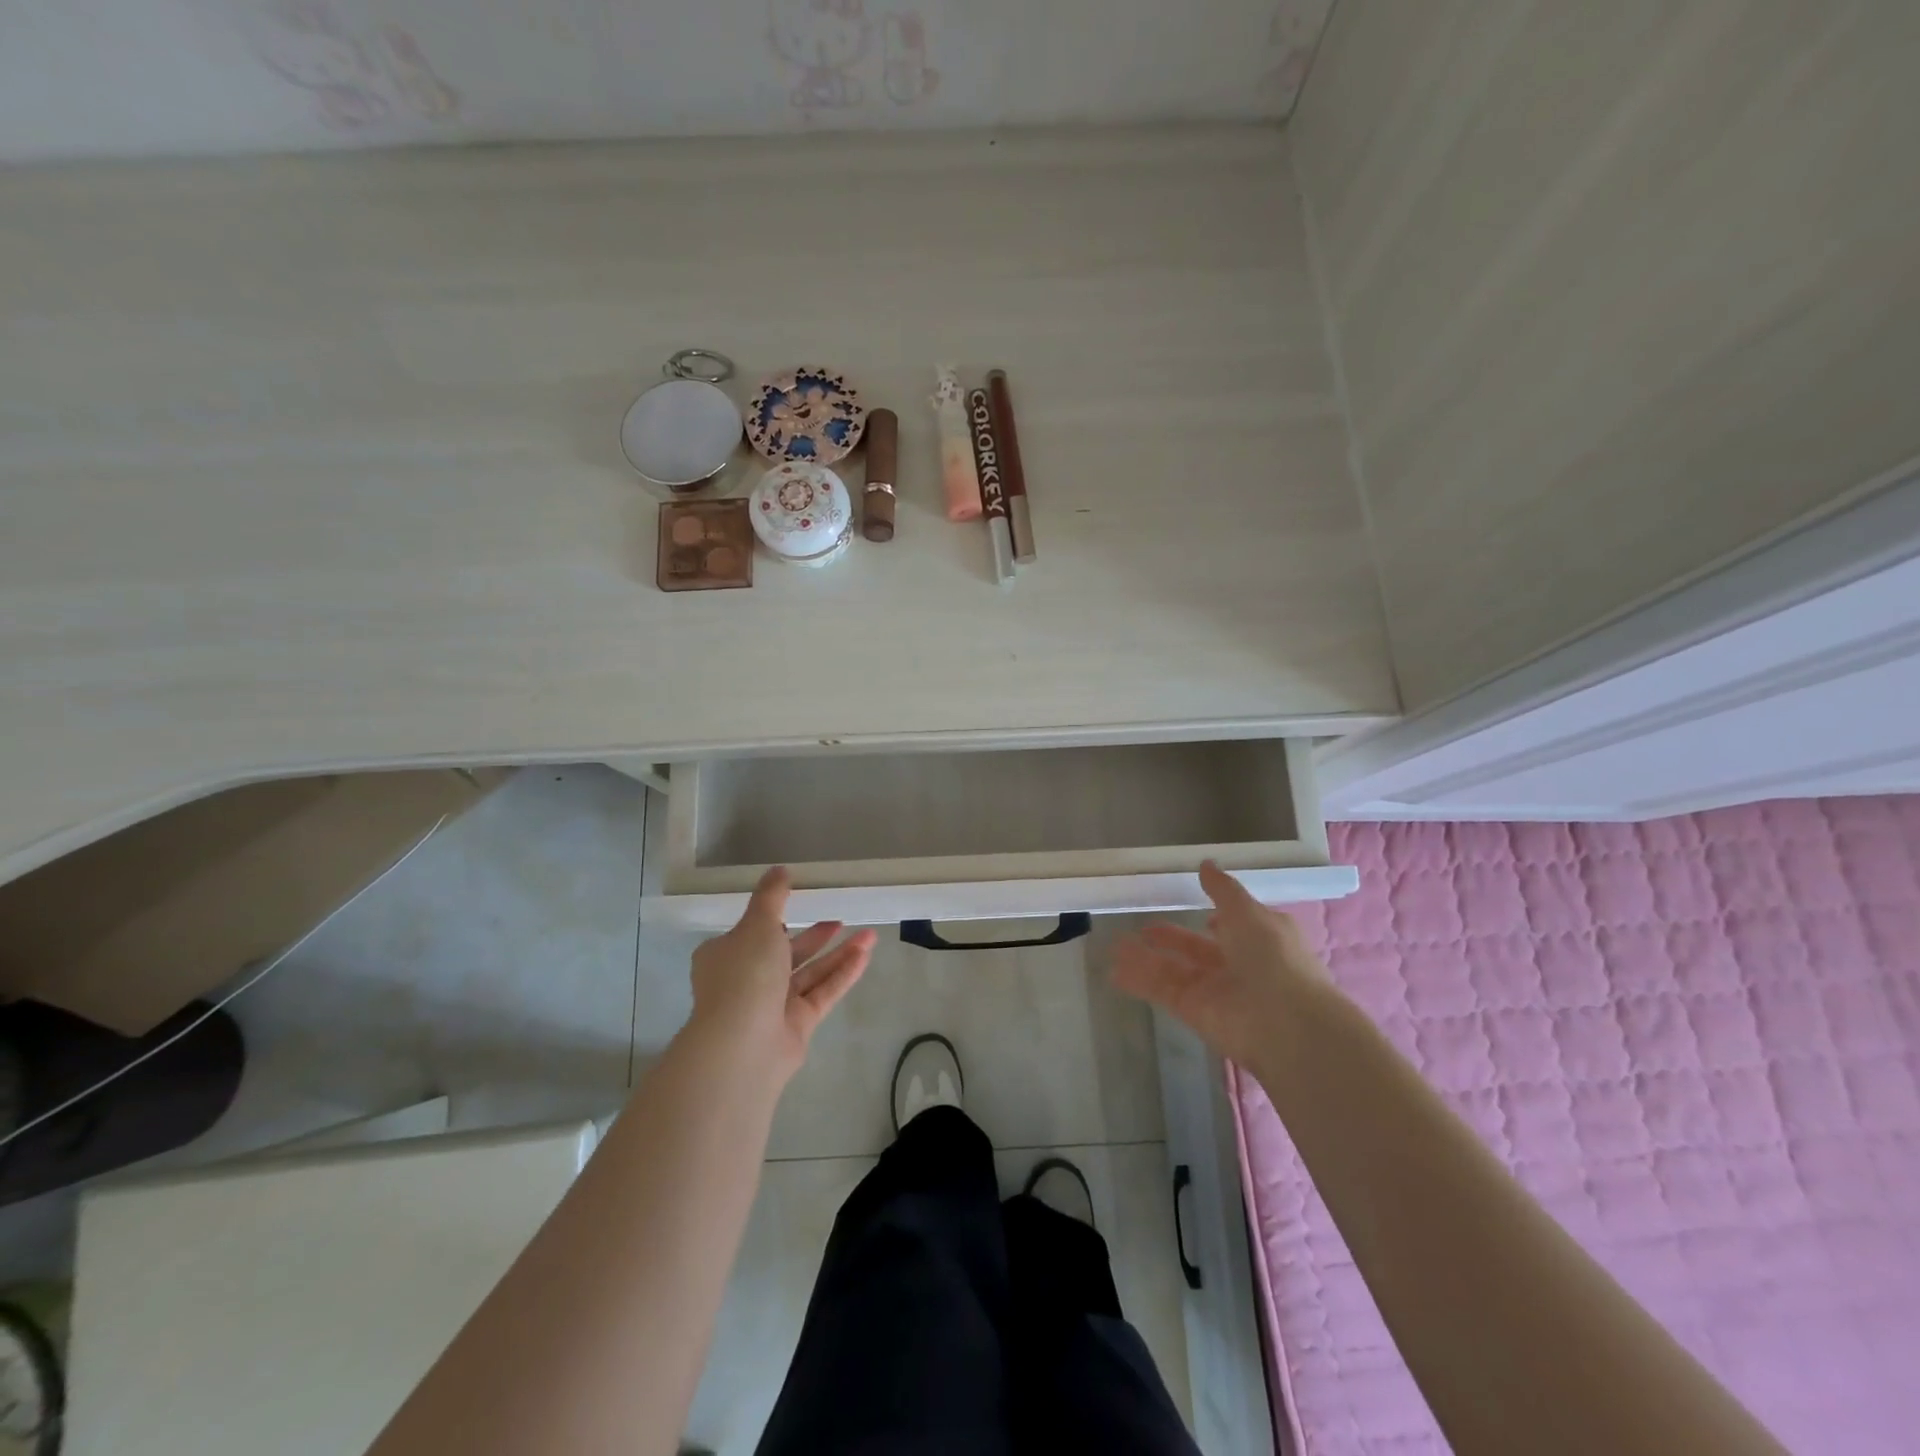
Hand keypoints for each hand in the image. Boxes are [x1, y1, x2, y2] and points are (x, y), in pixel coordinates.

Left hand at [688, 866, 876, 1082]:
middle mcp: (747, 980)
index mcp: (726, 955)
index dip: (774, 919)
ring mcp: (773, 1005)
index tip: (800, 903)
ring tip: (869, 934)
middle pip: (786, 953)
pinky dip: (843, 973)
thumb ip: (771, 896)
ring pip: (810, 972)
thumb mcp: (757, 924)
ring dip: (838, 953)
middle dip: (815, 936)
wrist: (743, 1044)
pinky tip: (866, 954)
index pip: (751, 933)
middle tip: (840, 918)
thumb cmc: (744, 975)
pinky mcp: (797, 1024)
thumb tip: (779, 869)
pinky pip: (823, 992)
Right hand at [1112, 860, 1331, 1067]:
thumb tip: (1206, 864)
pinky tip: (1115, 969)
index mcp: (1259, 939)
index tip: (1199, 911)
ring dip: (1146, 958)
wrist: (1284, 1023)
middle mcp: (1237, 964)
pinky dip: (1139, 980)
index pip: (1235, 928)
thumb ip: (1222, 890)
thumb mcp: (1248, 912)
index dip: (1219, 921)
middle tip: (1143, 928)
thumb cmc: (1272, 957)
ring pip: (1174, 970)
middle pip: (1197, 949)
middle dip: (1171, 938)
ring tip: (1114, 946)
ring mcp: (1214, 989)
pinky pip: (1162, 990)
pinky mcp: (1193, 1010)